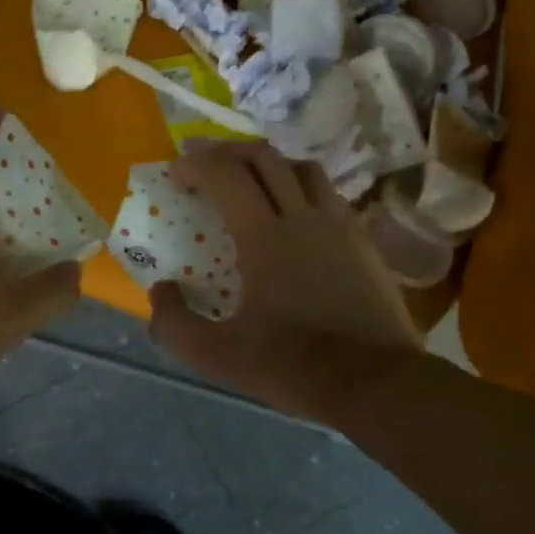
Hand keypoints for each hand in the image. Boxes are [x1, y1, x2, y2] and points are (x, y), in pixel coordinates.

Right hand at [150, 142, 421, 420]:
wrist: (374, 382)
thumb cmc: (291, 364)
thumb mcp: (215, 355)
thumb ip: (174, 322)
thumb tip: (160, 289)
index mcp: (265, 237)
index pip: (227, 176)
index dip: (197, 164)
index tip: (177, 169)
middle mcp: (303, 217)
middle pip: (265, 158)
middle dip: (228, 150)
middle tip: (204, 158)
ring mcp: (340, 225)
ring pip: (303, 168)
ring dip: (269, 163)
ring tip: (249, 178)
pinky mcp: (363, 241)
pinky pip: (328, 194)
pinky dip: (301, 187)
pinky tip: (294, 211)